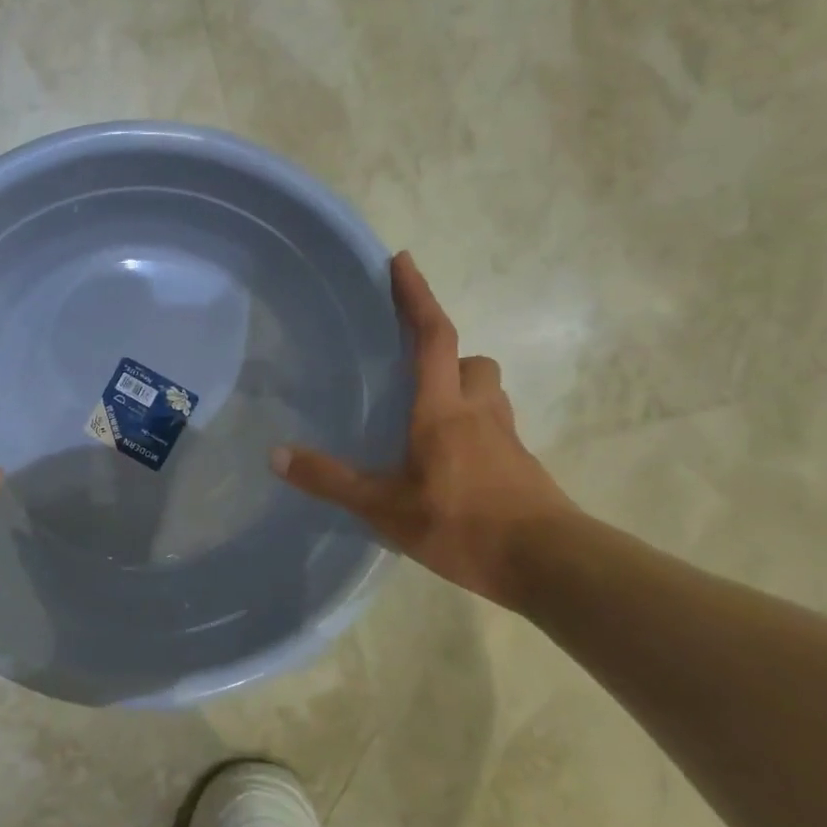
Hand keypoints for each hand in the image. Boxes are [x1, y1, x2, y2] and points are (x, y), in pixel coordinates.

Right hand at [271, 251, 576, 608]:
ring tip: (430, 417)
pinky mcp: (522, 466)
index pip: (432, 336)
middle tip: (413, 372)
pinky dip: (474, 429)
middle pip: (471, 360)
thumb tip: (276, 454)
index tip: (402, 261)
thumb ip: (331, 481)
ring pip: (488, 392)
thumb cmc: (462, 524)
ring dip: (463, 389)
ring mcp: (507, 438)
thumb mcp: (385, 508)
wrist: (550, 564)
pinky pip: (495, 428)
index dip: (417, 296)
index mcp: (443, 409)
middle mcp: (479, 411)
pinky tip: (452, 464)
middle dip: (445, 354)